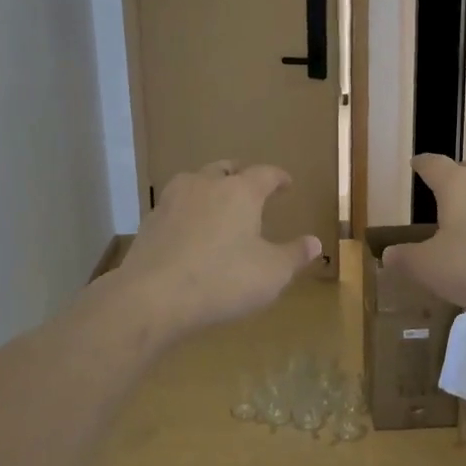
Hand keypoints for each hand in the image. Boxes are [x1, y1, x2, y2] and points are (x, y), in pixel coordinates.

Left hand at [115, 161, 322, 336]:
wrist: (152, 296)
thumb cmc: (223, 280)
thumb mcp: (271, 274)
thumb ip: (294, 255)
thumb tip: (315, 242)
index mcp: (241, 192)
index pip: (265, 173)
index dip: (278, 177)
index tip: (286, 184)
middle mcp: (205, 185)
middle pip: (226, 169)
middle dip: (240, 175)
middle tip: (250, 186)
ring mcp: (173, 200)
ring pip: (195, 182)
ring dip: (209, 188)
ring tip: (217, 205)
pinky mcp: (150, 221)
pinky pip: (175, 207)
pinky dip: (187, 212)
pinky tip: (189, 231)